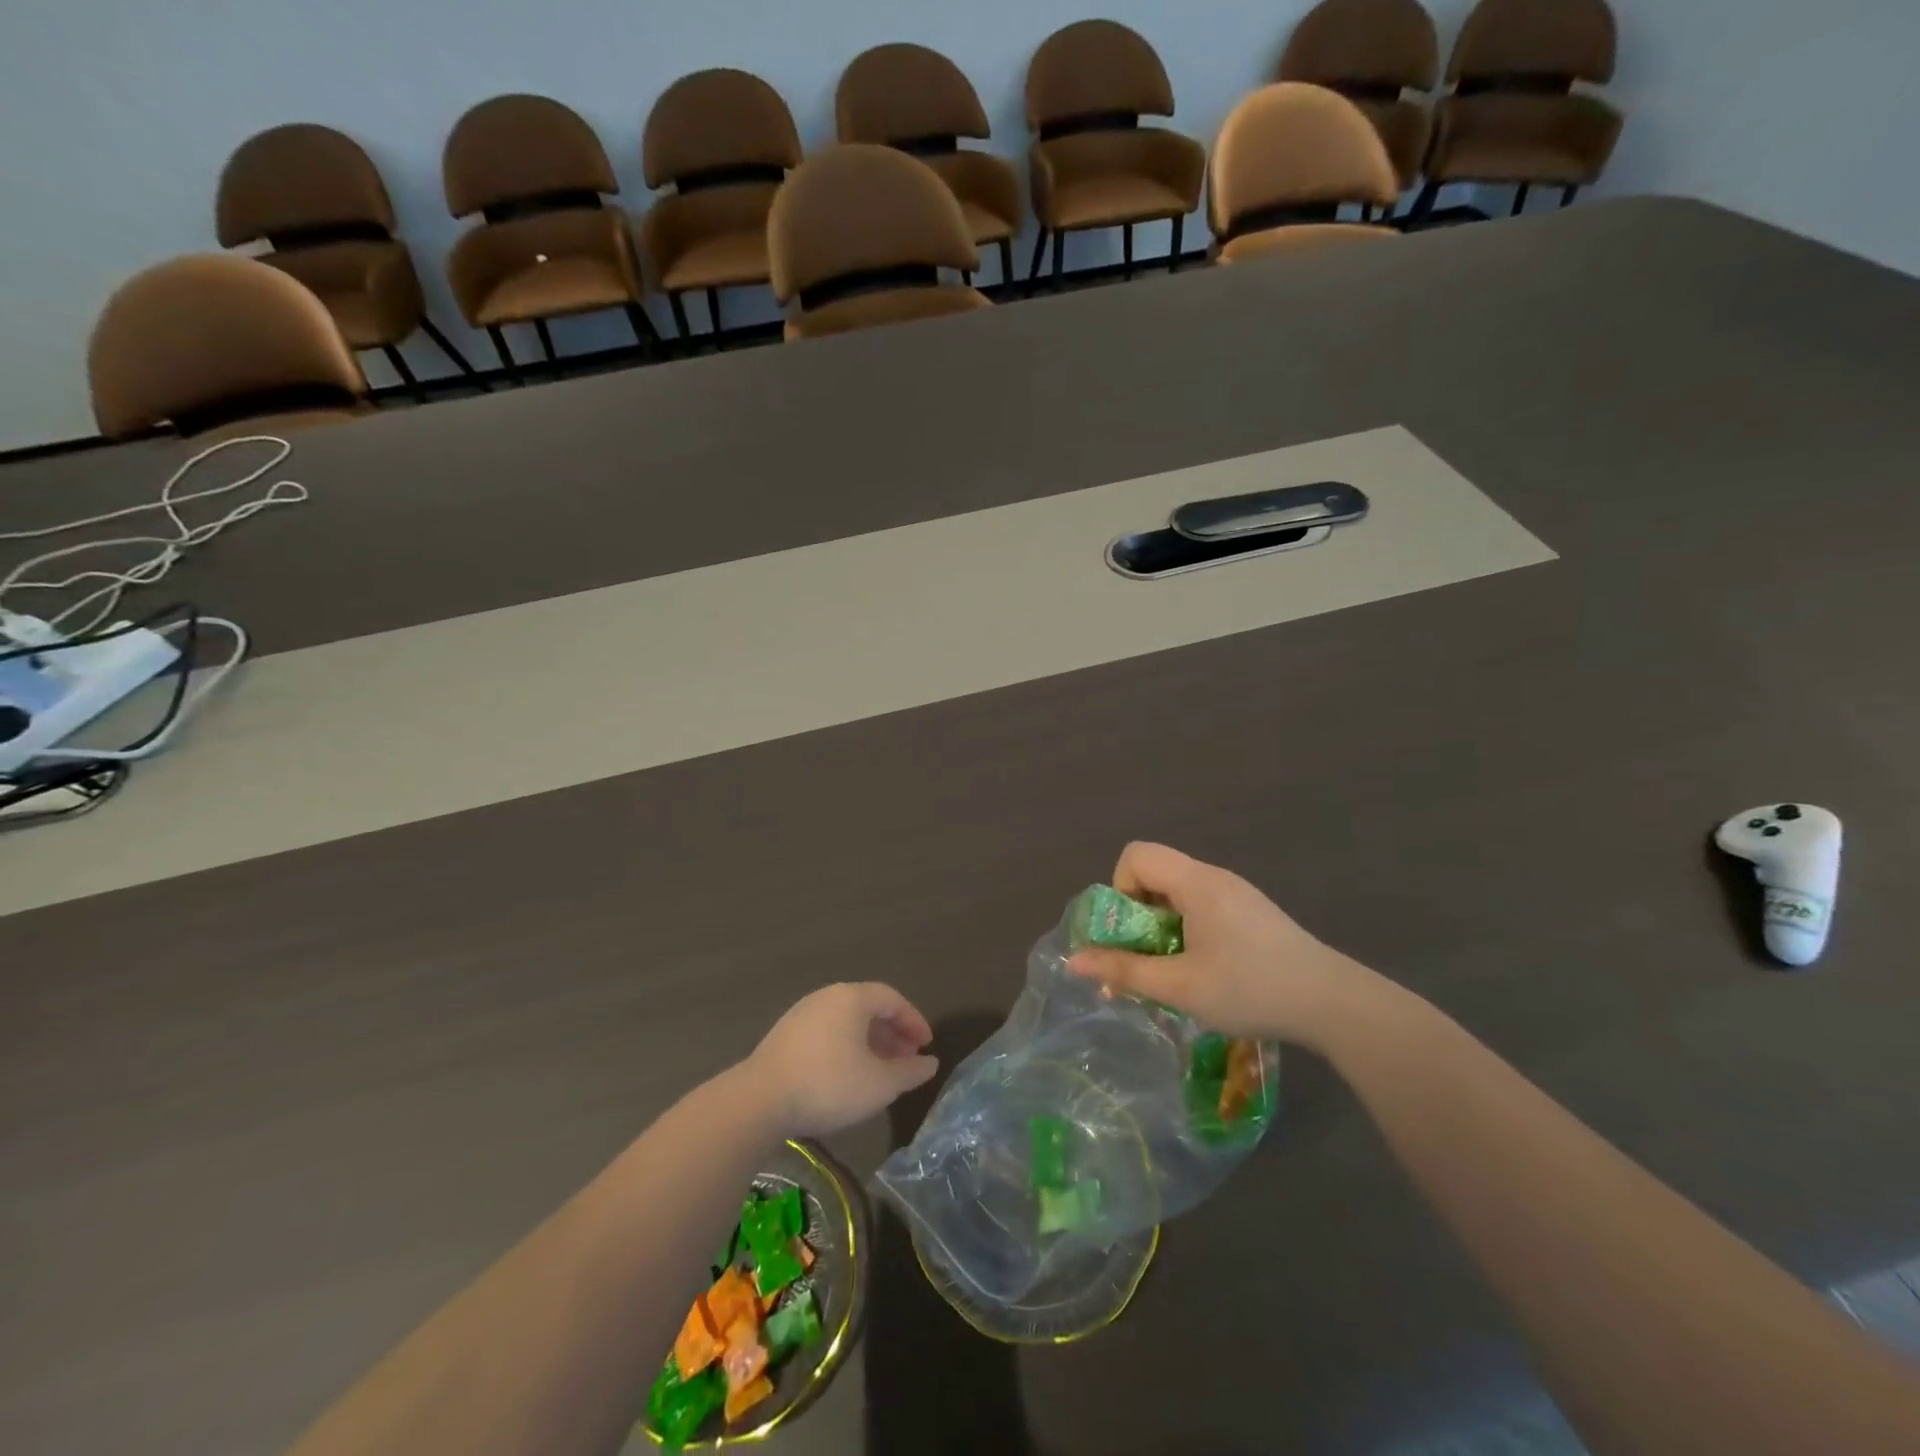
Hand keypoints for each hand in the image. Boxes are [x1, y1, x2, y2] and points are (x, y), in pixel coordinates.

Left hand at [745, 983, 938, 1136]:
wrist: (758, 1101)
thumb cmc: (829, 1085)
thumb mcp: (879, 1084)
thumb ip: (909, 1072)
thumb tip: (930, 1063)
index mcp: (852, 998)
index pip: (892, 999)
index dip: (914, 1021)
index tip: (926, 1046)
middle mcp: (827, 997)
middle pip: (868, 1008)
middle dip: (892, 1034)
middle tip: (907, 1060)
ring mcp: (802, 1014)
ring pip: (847, 1022)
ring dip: (870, 1043)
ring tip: (880, 1072)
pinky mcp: (784, 1036)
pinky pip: (827, 1033)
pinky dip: (846, 1048)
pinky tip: (848, 1076)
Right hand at [1067, 842, 1385, 1049]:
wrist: (1334, 1004)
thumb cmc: (1251, 989)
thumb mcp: (1180, 987)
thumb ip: (1124, 970)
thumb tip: (1073, 961)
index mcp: (1196, 882)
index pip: (1136, 854)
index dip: (1120, 888)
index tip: (1132, 931)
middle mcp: (1214, 877)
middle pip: (1155, 873)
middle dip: (1138, 915)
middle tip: (1147, 959)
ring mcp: (1237, 894)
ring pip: (1178, 894)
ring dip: (1162, 927)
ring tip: (1174, 972)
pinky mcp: (1251, 912)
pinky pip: (1201, 907)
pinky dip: (1187, 931)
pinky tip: (1206, 971)